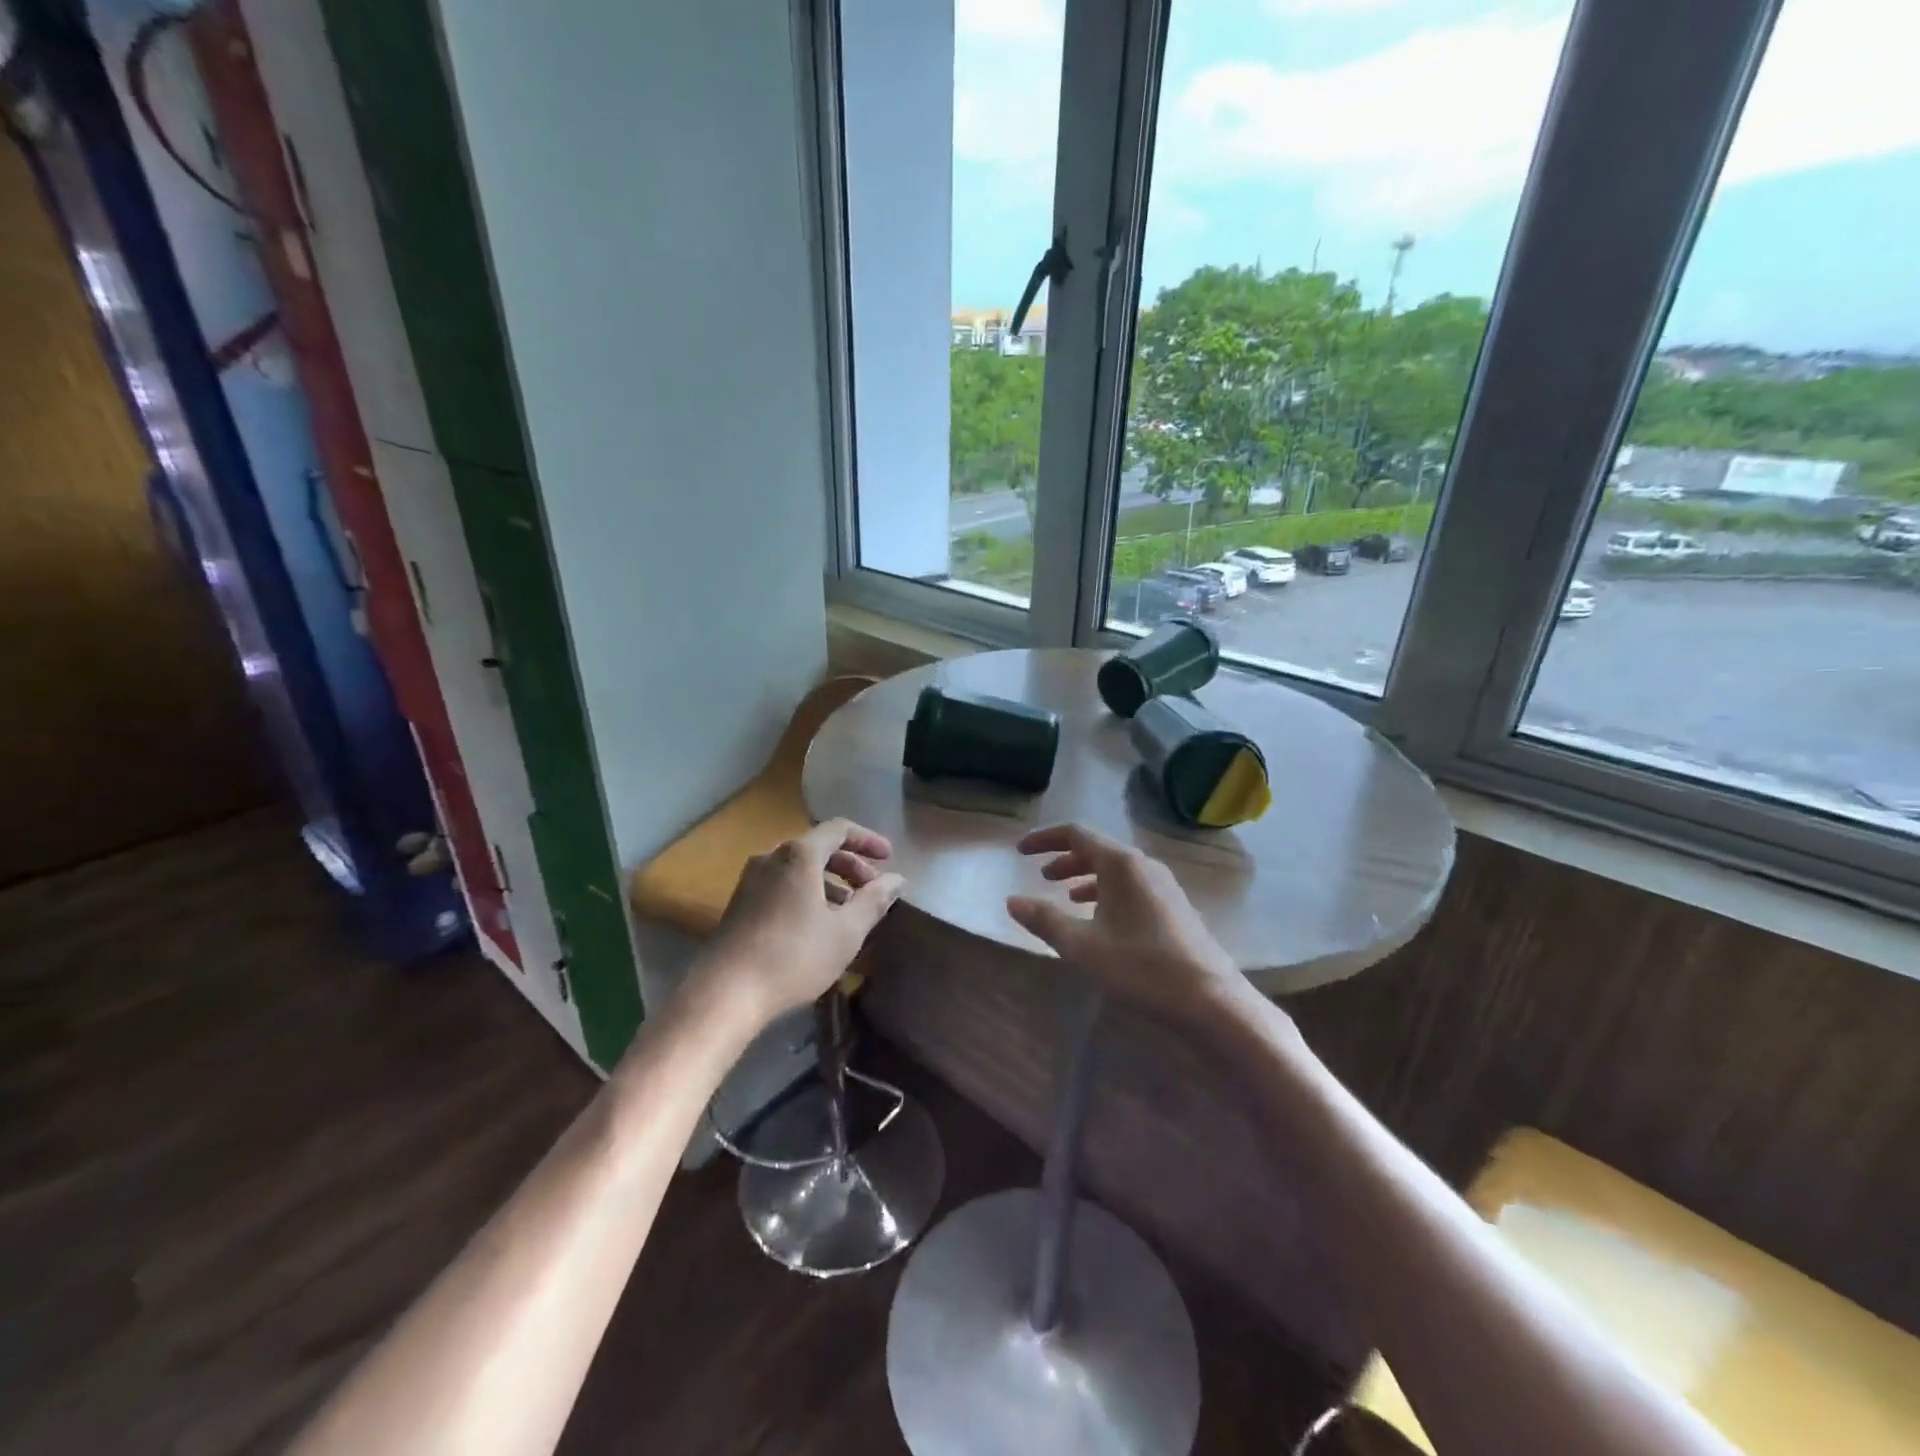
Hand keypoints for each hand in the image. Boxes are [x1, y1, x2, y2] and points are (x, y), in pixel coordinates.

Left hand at [695, 819, 903, 1027]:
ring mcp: (751, 880)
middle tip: (872, 888)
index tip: (889, 858)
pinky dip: (807, 894)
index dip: (868, 840)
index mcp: (799, 855)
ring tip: (849, 911)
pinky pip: (782, 886)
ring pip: (799, 869)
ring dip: (829, 883)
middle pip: (818, 848)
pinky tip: (817, 926)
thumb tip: (897, 879)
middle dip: (850, 865)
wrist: (724, 993)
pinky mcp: (740, 904)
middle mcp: (772, 857)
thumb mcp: (846, 931)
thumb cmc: (794, 956)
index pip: (839, 829)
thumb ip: (875, 900)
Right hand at [1007, 823, 1241, 1024]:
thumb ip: (1045, 920)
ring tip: (1065, 896)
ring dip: (1086, 877)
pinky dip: (1107, 892)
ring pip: (1115, 869)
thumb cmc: (1142, 968)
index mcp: (1120, 864)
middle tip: (1041, 876)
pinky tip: (1100, 919)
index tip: (1021, 851)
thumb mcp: (1083, 946)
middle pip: (1097, 849)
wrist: (1211, 1000)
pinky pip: (1131, 886)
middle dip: (1065, 859)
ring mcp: (1163, 885)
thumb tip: (1012, 901)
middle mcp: (1143, 865)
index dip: (1045, 839)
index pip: (1076, 833)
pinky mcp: (1174, 906)